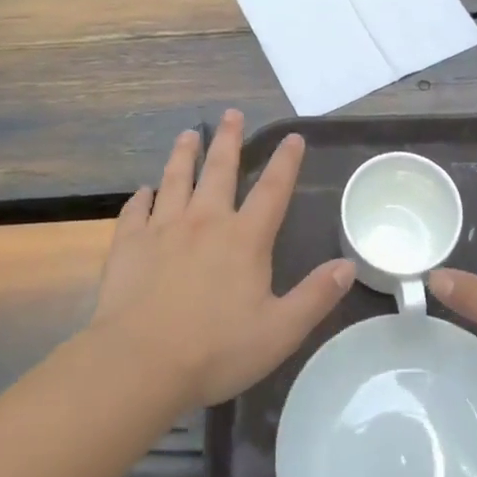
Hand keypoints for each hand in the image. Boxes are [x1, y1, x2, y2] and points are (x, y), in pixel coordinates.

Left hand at [91, 109, 354, 406]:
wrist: (140, 363)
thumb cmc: (215, 350)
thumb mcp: (280, 331)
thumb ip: (315, 296)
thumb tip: (348, 266)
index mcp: (244, 239)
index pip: (273, 190)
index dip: (285, 161)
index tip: (292, 136)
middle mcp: (205, 222)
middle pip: (220, 170)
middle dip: (230, 140)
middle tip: (232, 113)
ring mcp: (163, 229)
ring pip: (175, 179)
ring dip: (184, 154)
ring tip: (189, 134)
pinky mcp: (129, 244)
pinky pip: (135, 211)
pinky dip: (141, 198)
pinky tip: (143, 191)